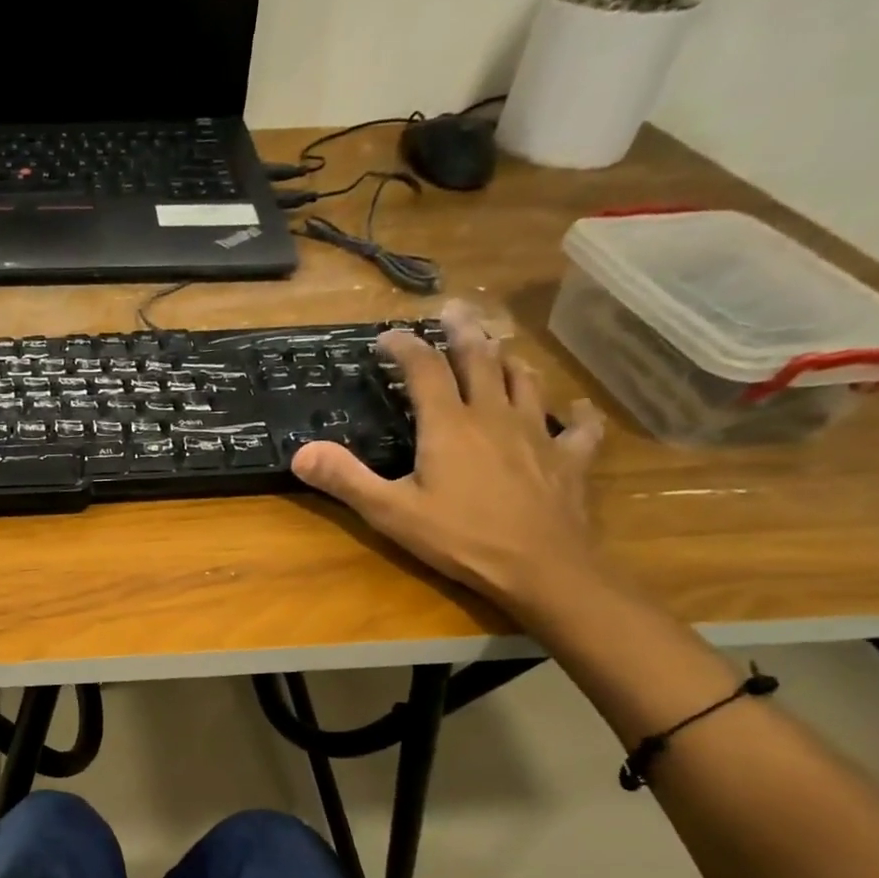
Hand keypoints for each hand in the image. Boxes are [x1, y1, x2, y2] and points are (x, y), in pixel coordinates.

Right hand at [291, 300, 605, 613]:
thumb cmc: (460, 538)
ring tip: (499, 348)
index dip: (405, 346)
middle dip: (463, 331)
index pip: (424, 369)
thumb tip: (300, 453)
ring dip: (509, 360)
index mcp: (449, 424)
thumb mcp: (391, 512)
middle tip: (454, 309)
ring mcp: (537, 434)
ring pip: (525, 381)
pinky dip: (576, 412)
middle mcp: (494, 415)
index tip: (387, 337)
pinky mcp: (568, 459)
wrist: (540, 567)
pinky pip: (578, 427)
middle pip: (480, 359)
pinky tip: (576, 408)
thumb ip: (346, 479)